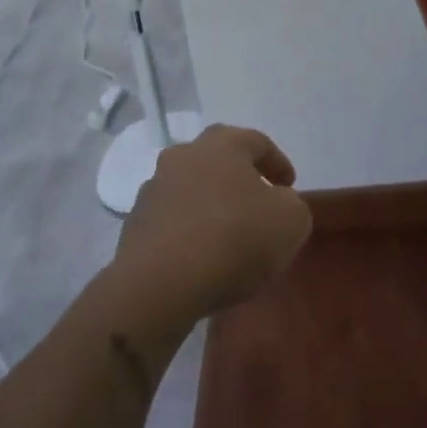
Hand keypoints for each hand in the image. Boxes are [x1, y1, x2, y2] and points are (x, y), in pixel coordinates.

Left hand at [117, 124, 312, 318]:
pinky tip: (202, 257)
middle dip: (239, 179)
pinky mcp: (134, 225)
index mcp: (222, 144)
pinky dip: (189, 231)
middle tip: (258, 204)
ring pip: (191, 189)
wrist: (159, 285)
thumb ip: (292, 205)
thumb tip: (277, 204)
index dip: (277, 163)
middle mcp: (183, 155)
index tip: (289, 187)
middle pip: (218, 160)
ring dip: (210, 204)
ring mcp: (154, 189)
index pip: (257, 142)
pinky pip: (172, 220)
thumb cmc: (234, 239)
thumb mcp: (291, 221)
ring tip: (228, 236)